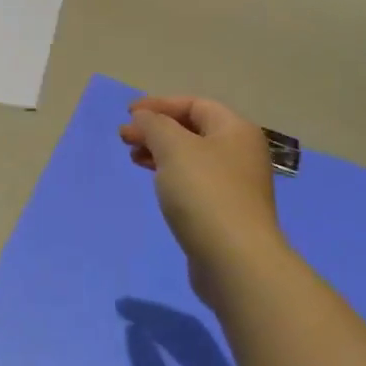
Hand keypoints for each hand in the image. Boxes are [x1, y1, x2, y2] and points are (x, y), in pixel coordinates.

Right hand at [118, 95, 281, 305]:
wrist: (235, 260)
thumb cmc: (205, 193)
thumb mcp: (173, 147)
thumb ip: (154, 125)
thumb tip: (143, 117)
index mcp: (235, 130)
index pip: (194, 104)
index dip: (159, 104)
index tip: (128, 114)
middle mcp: (241, 153)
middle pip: (193, 129)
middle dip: (157, 129)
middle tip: (125, 138)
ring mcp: (236, 185)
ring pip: (192, 157)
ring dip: (160, 152)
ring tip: (134, 158)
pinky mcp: (226, 212)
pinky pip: (194, 182)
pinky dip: (171, 175)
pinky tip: (156, 184)